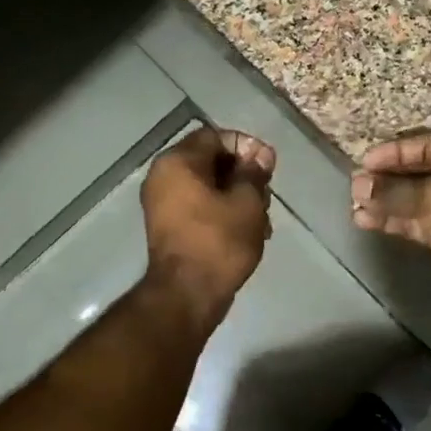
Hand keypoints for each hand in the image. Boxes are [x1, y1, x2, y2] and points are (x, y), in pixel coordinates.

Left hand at [141, 127, 275, 332]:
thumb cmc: (219, 242)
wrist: (188, 294)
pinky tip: (248, 231)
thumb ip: (254, 173)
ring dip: (236, 196)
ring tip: (262, 219)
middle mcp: (163, 177)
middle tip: (266, 195)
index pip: (215, 136)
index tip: (268, 167)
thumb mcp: (247, 202)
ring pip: (207, 186)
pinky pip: (198, 206)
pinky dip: (222, 212)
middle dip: (243, 174)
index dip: (246, 146)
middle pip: (210, 160)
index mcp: (177, 162)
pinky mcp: (168, 226)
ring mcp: (162, 203)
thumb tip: (261, 154)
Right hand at [351, 132, 430, 318]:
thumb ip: (397, 190)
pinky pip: (417, 224)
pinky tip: (367, 220)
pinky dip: (394, 221)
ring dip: (387, 202)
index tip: (368, 160)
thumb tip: (359, 184)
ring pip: (418, 201)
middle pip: (425, 173)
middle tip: (358, 183)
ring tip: (356, 204)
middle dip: (390, 178)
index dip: (400, 151)